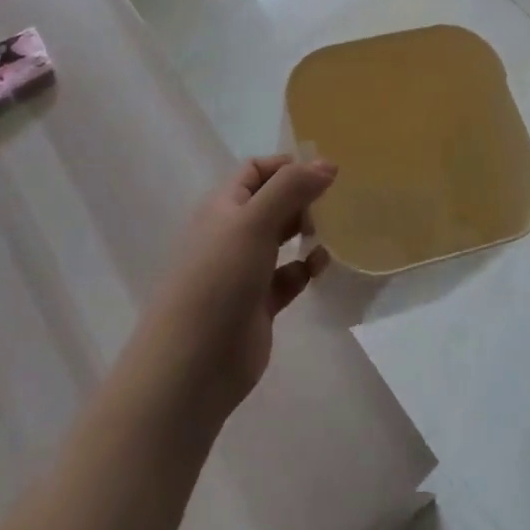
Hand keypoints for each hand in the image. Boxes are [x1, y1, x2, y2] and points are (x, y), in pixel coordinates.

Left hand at [135, 155, 333, 424]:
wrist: (192, 366)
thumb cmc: (218, 280)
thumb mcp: (254, 222)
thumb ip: (291, 188)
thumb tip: (327, 163)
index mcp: (223, 207)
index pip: (255, 171)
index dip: (287, 165)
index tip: (324, 172)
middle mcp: (232, 234)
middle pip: (272, 202)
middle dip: (302, 197)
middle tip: (337, 201)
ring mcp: (244, 271)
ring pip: (281, 239)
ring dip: (307, 231)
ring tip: (337, 230)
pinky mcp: (258, 305)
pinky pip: (288, 277)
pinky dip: (306, 269)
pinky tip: (322, 268)